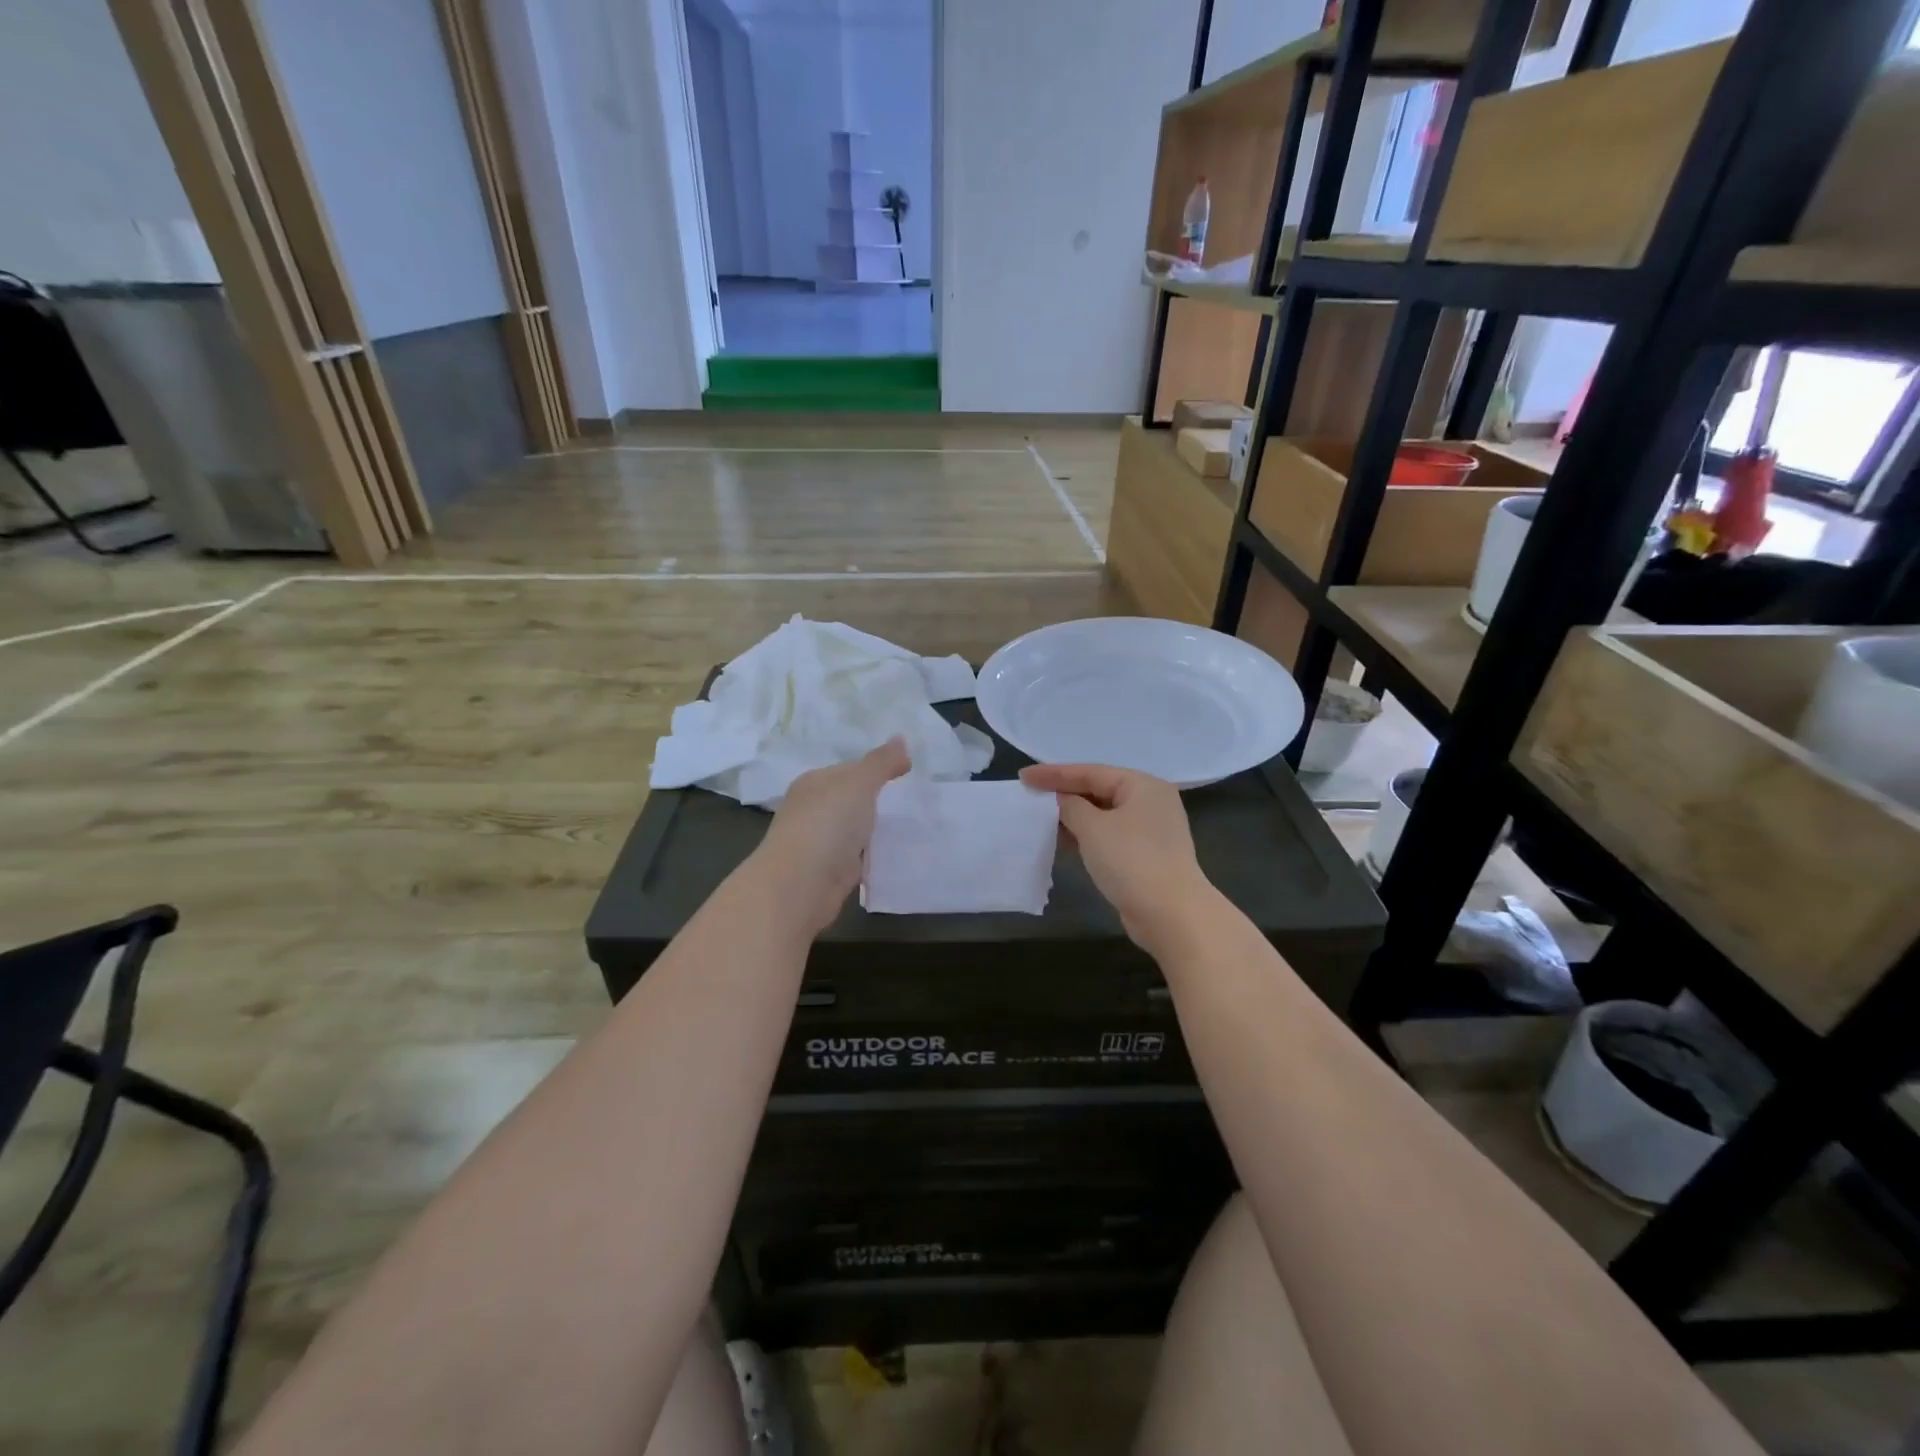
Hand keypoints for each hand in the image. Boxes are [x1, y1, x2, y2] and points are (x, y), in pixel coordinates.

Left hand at [753, 738, 910, 932]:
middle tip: (918, 800)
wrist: (800, 886)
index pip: (850, 769)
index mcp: (814, 783)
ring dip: (877, 829)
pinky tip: (897, 856)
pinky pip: (858, 857)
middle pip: (852, 799)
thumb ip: (881, 762)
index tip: (910, 772)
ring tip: (915, 826)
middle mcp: (813, 810)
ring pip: (856, 829)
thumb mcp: (859, 783)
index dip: (878, 768)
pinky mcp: (830, 872)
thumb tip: (901, 739)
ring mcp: (820, 843)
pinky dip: (874, 856)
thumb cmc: (827, 824)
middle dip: (880, 800)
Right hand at [1020, 763, 1217, 952]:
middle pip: (1099, 790)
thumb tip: (1060, 800)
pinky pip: (1108, 835)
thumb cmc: (1131, 861)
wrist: (1171, 915)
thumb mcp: (1093, 828)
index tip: (1024, 776)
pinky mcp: (1145, 855)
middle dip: (1064, 794)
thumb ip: (1070, 807)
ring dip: (1073, 817)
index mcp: (1143, 785)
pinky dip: (1086, 836)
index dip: (1054, 774)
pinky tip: (1062, 840)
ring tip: (1040, 818)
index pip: (1091, 772)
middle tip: (1030, 795)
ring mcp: (1150, 830)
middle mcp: (1150, 801)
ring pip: (1103, 815)